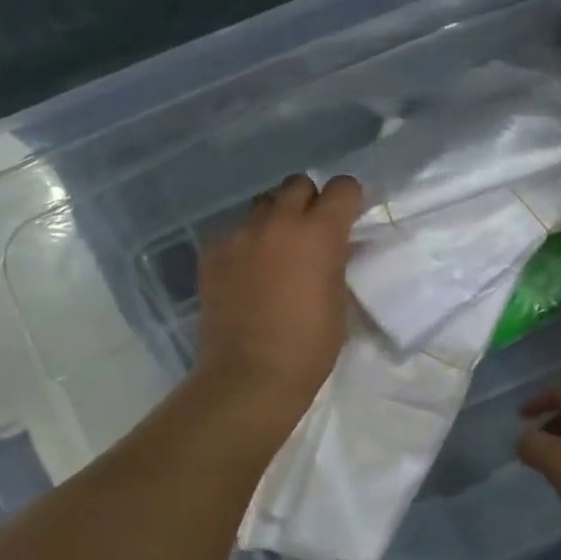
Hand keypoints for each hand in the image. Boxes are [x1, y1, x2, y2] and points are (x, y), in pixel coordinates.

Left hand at [196, 174, 361, 419]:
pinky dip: (244, 244)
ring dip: (274, 219)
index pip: (342, 187)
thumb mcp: (338, 300)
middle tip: (310, 233)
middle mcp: (278, 222)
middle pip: (297, 184)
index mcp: (319, 233)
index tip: (347, 217)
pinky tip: (245, 272)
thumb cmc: (309, 346)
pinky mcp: (212, 252)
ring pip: (262, 205)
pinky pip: (233, 232)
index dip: (349, 199)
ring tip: (274, 251)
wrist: (251, 375)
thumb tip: (332, 249)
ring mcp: (240, 235)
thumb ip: (335, 263)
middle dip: (309, 202)